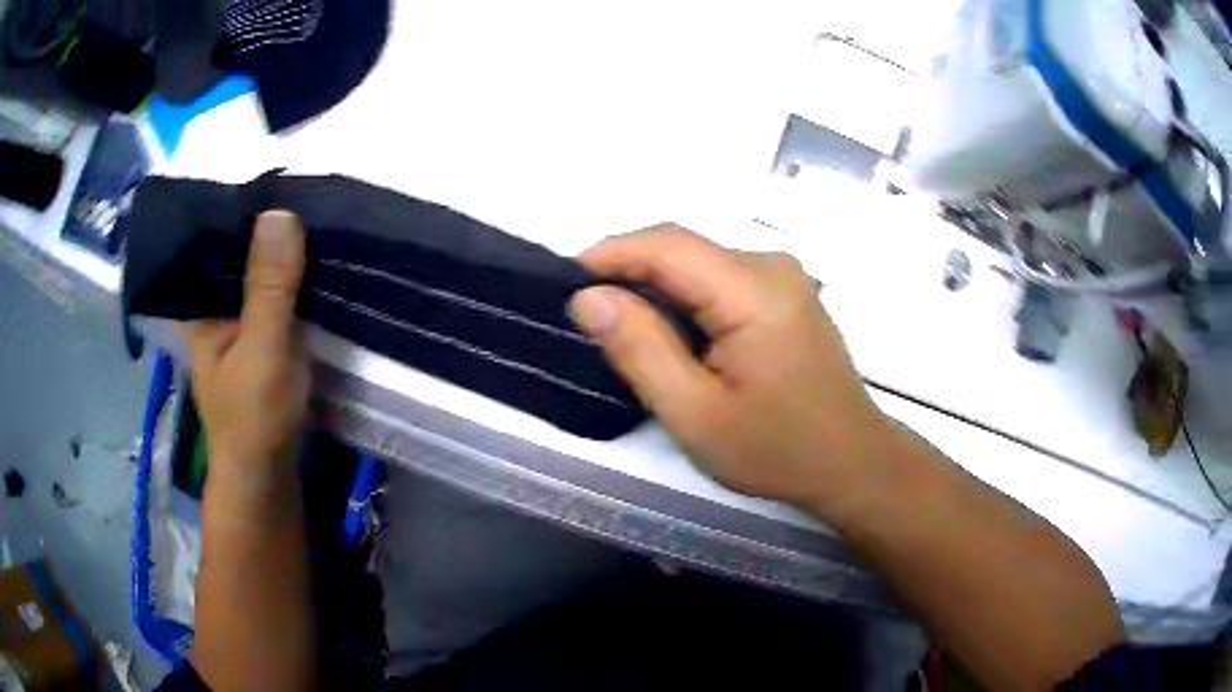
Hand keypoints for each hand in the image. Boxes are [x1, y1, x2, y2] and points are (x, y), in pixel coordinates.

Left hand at [183, 211, 310, 500]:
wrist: (268, 479)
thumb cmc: (254, 418)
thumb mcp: (262, 349)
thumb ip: (269, 287)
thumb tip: (280, 212)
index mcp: (203, 305)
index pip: (217, 239)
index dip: (245, 208)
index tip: (280, 176)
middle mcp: (218, 310)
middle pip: (242, 256)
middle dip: (272, 229)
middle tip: (311, 189)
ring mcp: (241, 328)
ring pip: (262, 278)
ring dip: (286, 256)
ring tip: (320, 216)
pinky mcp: (264, 344)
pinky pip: (278, 300)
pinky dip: (296, 285)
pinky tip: (319, 268)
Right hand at [570, 225, 892, 519]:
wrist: (852, 462)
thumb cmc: (778, 450)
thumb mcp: (696, 414)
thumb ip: (641, 349)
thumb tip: (588, 298)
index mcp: (753, 289)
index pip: (666, 245)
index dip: (609, 254)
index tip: (565, 284)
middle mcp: (771, 265)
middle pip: (682, 248)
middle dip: (628, 272)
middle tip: (587, 315)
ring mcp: (783, 276)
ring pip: (698, 262)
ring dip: (654, 286)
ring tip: (620, 327)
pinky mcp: (785, 293)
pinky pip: (719, 279)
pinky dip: (683, 297)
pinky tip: (669, 332)